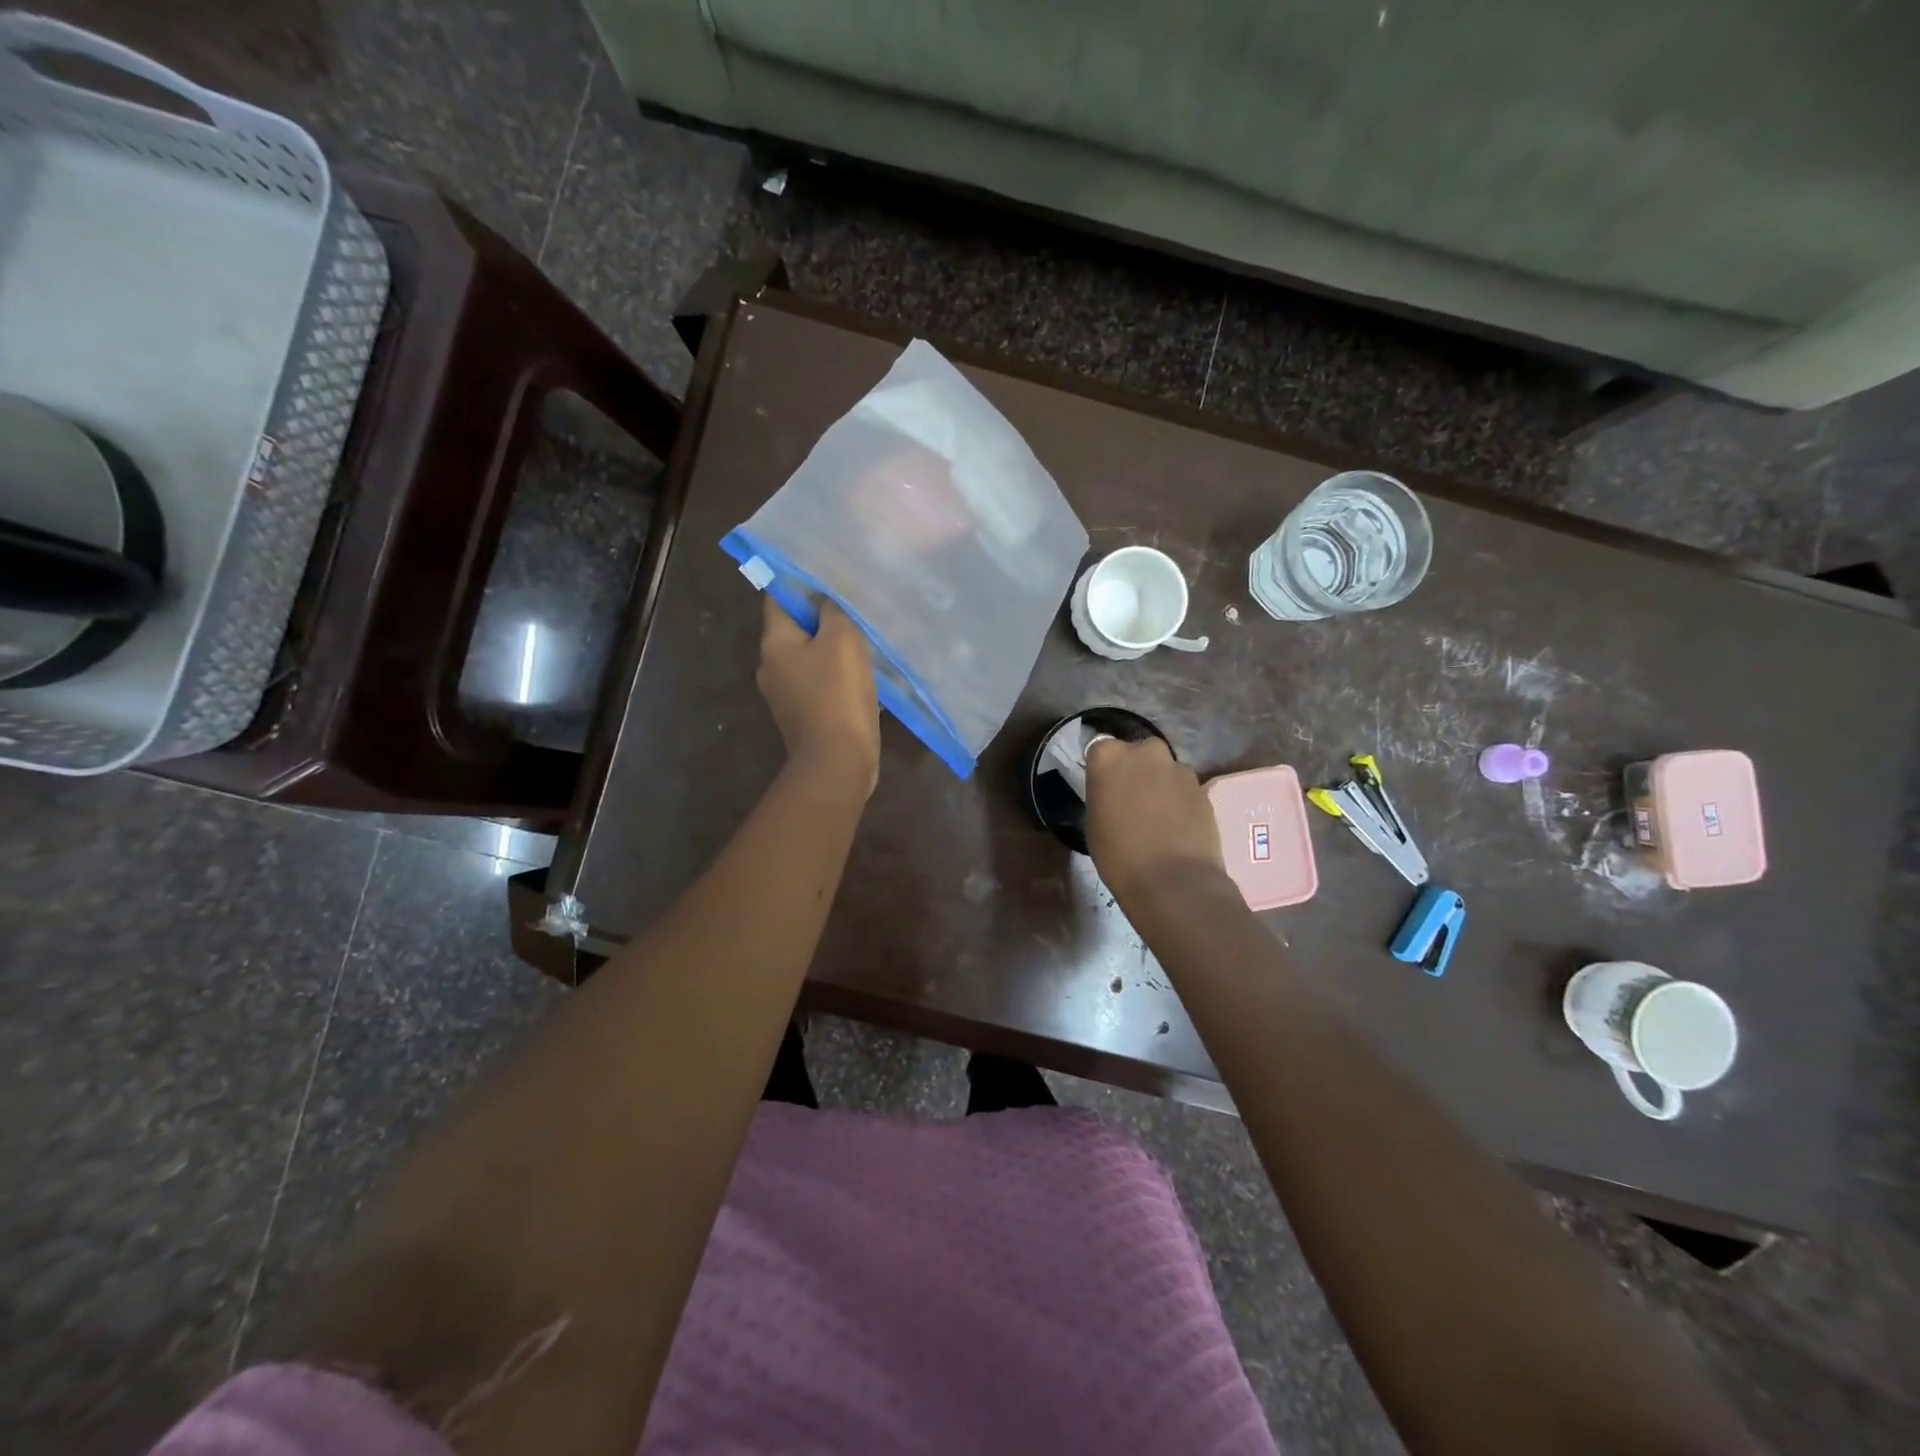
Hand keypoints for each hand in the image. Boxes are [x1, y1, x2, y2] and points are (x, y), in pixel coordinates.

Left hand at [757, 596, 880, 795]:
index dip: (801, 584)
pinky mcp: (805, 717)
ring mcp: (786, 696)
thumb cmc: (837, 695)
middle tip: (855, 608)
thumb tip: (826, 600)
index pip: (778, 598)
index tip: (830, 577)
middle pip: (796, 630)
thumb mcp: (842, 640)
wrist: (837, 762)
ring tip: (865, 641)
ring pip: (811, 659)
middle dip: (823, 619)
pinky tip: (865, 677)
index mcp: (774, 644)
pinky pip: (822, 686)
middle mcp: (772, 667)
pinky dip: (839, 678)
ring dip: (834, 651)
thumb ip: (833, 611)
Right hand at [1085, 737, 1225, 906]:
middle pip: (1137, 752)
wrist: (1174, 881)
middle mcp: (1145, 751)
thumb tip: (1114, 792)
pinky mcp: (1203, 787)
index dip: (1103, 769)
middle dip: (1135, 769)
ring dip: (1159, 784)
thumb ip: (1103, 794)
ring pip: (1164, 769)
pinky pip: (1184, 788)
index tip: (1103, 788)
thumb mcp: (1094, 823)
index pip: (1100, 748)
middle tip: (1131, 799)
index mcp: (1109, 756)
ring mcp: (1178, 768)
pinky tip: (1176, 826)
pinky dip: (1179, 800)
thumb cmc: (1119, 855)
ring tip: (1157, 817)